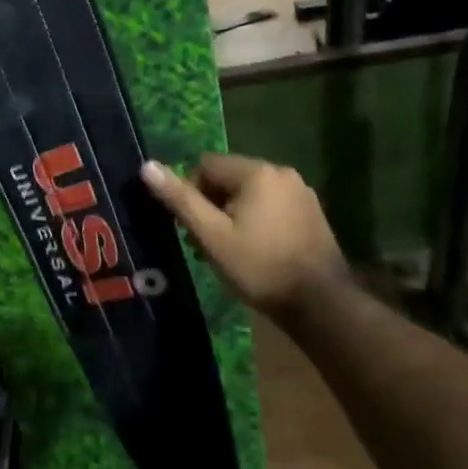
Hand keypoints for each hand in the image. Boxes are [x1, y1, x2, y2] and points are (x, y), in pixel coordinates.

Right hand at [140, 153, 348, 323]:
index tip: (194, 228)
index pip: (206, 165)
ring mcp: (301, 191)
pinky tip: (258, 249)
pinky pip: (271, 204)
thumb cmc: (260, 267)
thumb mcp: (212, 236)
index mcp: (256, 172)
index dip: (192, 194)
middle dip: (212, 204)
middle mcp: (281, 171)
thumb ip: (180, 200)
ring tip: (231, 250)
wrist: (320, 303)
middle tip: (208, 243)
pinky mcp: (311, 211)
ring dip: (233, 213)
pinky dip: (257, 219)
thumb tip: (147, 166)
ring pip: (250, 192)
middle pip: (229, 177)